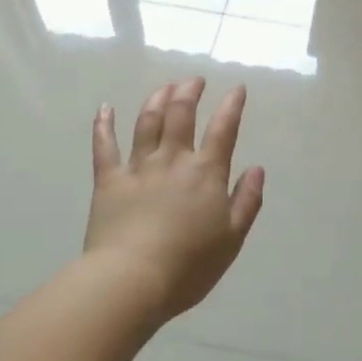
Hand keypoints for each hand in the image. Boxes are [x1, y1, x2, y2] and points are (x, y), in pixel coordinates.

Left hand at [85, 78, 264, 320]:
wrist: (132, 280)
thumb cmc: (188, 265)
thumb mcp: (232, 239)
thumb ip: (247, 201)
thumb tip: (257, 168)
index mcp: (206, 173)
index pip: (223, 129)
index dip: (232, 105)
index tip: (237, 88)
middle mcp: (173, 160)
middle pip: (181, 114)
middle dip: (189, 91)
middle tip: (194, 80)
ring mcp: (138, 166)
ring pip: (147, 121)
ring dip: (157, 98)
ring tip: (165, 86)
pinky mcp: (109, 179)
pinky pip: (104, 145)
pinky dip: (103, 124)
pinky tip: (104, 108)